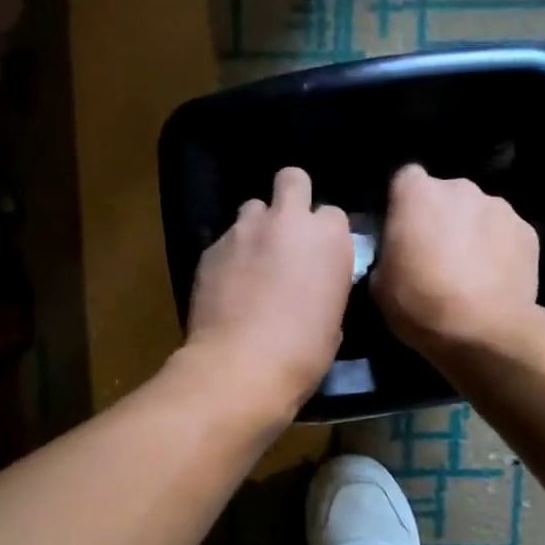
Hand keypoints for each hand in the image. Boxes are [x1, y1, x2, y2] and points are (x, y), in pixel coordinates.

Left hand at [182, 166, 352, 418]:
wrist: (241, 365)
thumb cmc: (302, 352)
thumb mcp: (333, 320)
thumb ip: (326, 285)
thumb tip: (315, 285)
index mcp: (329, 237)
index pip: (332, 214)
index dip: (325, 234)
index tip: (320, 256)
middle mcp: (288, 220)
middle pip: (292, 179)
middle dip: (292, 197)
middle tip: (287, 233)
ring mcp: (245, 229)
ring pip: (252, 207)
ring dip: (257, 226)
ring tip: (252, 259)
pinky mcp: (211, 247)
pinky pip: (225, 239)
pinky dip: (230, 255)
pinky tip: (228, 284)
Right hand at [373, 163, 539, 354]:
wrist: (483, 330)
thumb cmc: (421, 304)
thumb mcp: (380, 285)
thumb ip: (387, 255)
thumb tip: (397, 254)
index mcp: (417, 194)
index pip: (405, 179)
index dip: (402, 204)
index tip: (401, 231)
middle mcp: (461, 188)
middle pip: (445, 195)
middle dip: (440, 217)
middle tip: (434, 255)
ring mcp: (499, 207)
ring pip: (477, 213)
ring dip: (471, 232)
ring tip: (468, 272)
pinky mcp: (528, 231)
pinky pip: (504, 234)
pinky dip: (498, 250)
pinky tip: (493, 280)